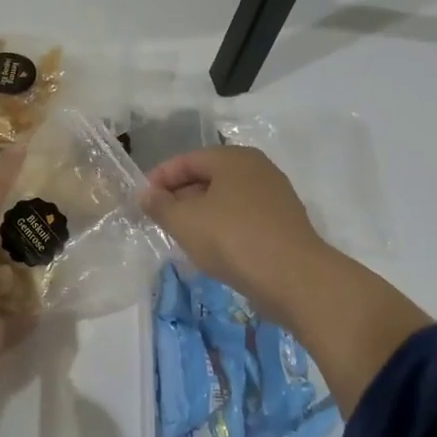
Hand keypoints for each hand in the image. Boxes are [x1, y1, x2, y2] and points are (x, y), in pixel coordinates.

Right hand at [141, 145, 331, 322]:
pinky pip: (242, 217)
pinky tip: (211, 248)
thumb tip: (146, 195)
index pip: (187, 160)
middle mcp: (257, 169)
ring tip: (181, 235)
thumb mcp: (184, 221)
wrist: (294, 277)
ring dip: (200, 213)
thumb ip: (160, 205)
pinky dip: (222, 226)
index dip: (160, 178)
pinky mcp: (283, 223)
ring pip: (226, 198)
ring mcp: (274, 196)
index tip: (142, 201)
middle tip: (159, 219)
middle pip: (208, 176)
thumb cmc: (232, 239)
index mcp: (233, 158)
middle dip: (180, 195)